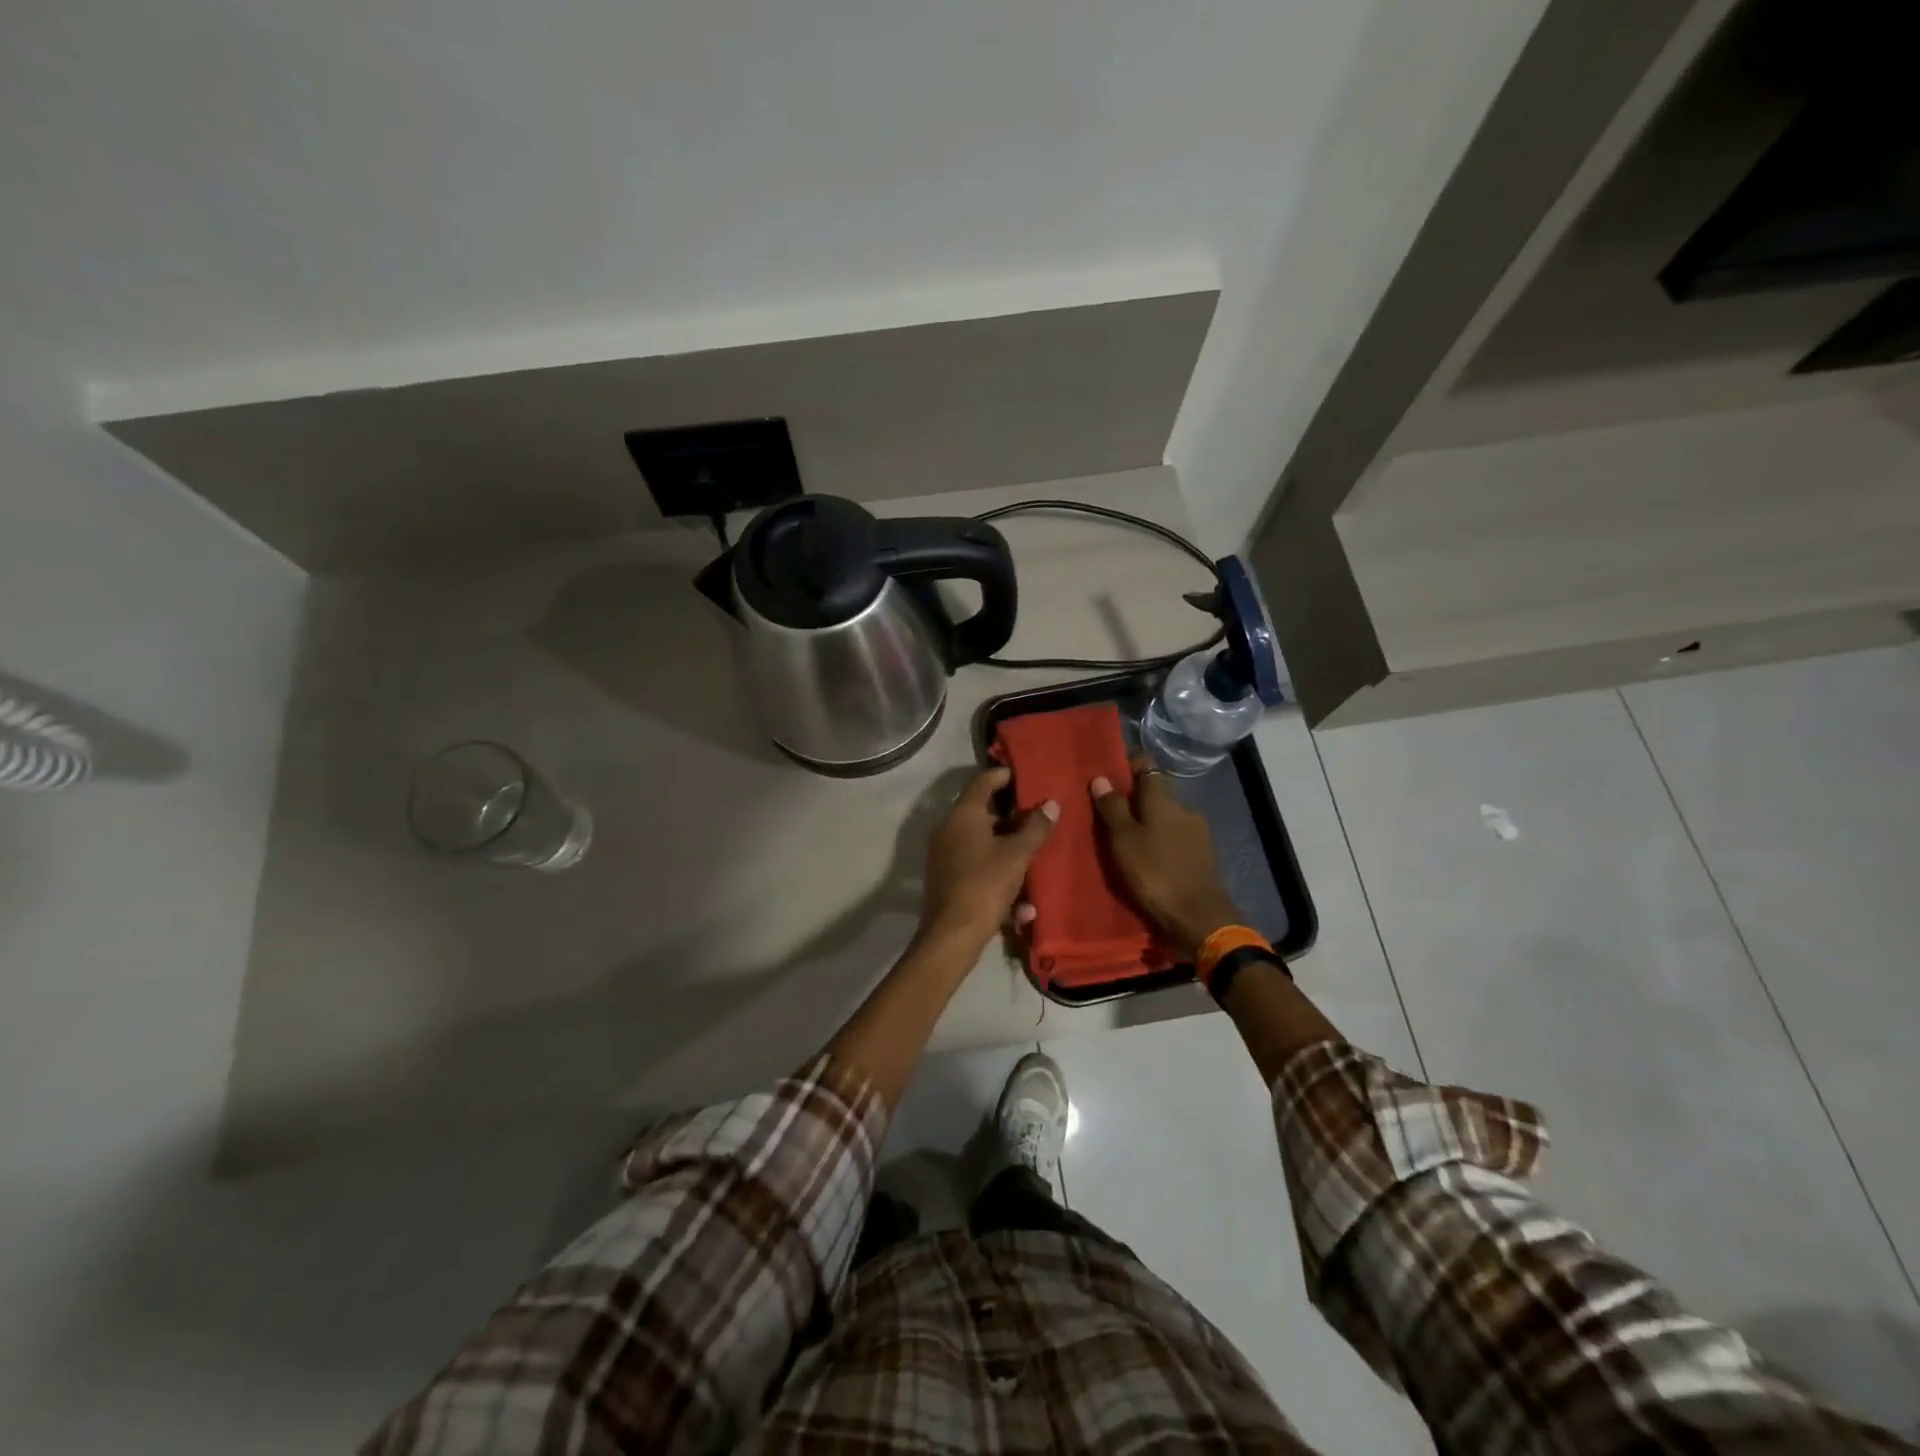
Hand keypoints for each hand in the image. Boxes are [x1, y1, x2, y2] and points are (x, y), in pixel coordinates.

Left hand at [917, 766, 1057, 955]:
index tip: (1024, 775)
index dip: (1003, 775)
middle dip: (1012, 818)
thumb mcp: (1017, 855)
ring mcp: (945, 856)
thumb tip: (1051, 804)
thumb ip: (1035, 828)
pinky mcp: (948, 880)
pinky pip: (978, 870)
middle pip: (982, 814)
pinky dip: (998, 879)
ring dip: (1008, 852)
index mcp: (963, 816)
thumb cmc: (985, 884)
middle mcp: (949, 830)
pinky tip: (1022, 907)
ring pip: (982, 845)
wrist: (952, 935)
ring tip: (1034, 859)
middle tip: (1038, 819)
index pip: (982, 782)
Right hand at [1091, 756, 1241, 956]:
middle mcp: (1184, 808)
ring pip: (1167, 818)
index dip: (1130, 766)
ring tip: (1128, 840)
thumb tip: (1101, 777)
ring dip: (1150, 823)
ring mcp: (1198, 832)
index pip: (1148, 767)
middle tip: (1111, 814)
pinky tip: (1150, 857)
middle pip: (1157, 794)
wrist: (1199, 918)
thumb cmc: (1155, 874)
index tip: (1111, 774)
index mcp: (1164, 800)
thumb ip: (1112, 808)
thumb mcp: (1123, 841)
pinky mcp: (1204, 855)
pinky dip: (1162, 842)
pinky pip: (1176, 838)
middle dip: (1136, 799)